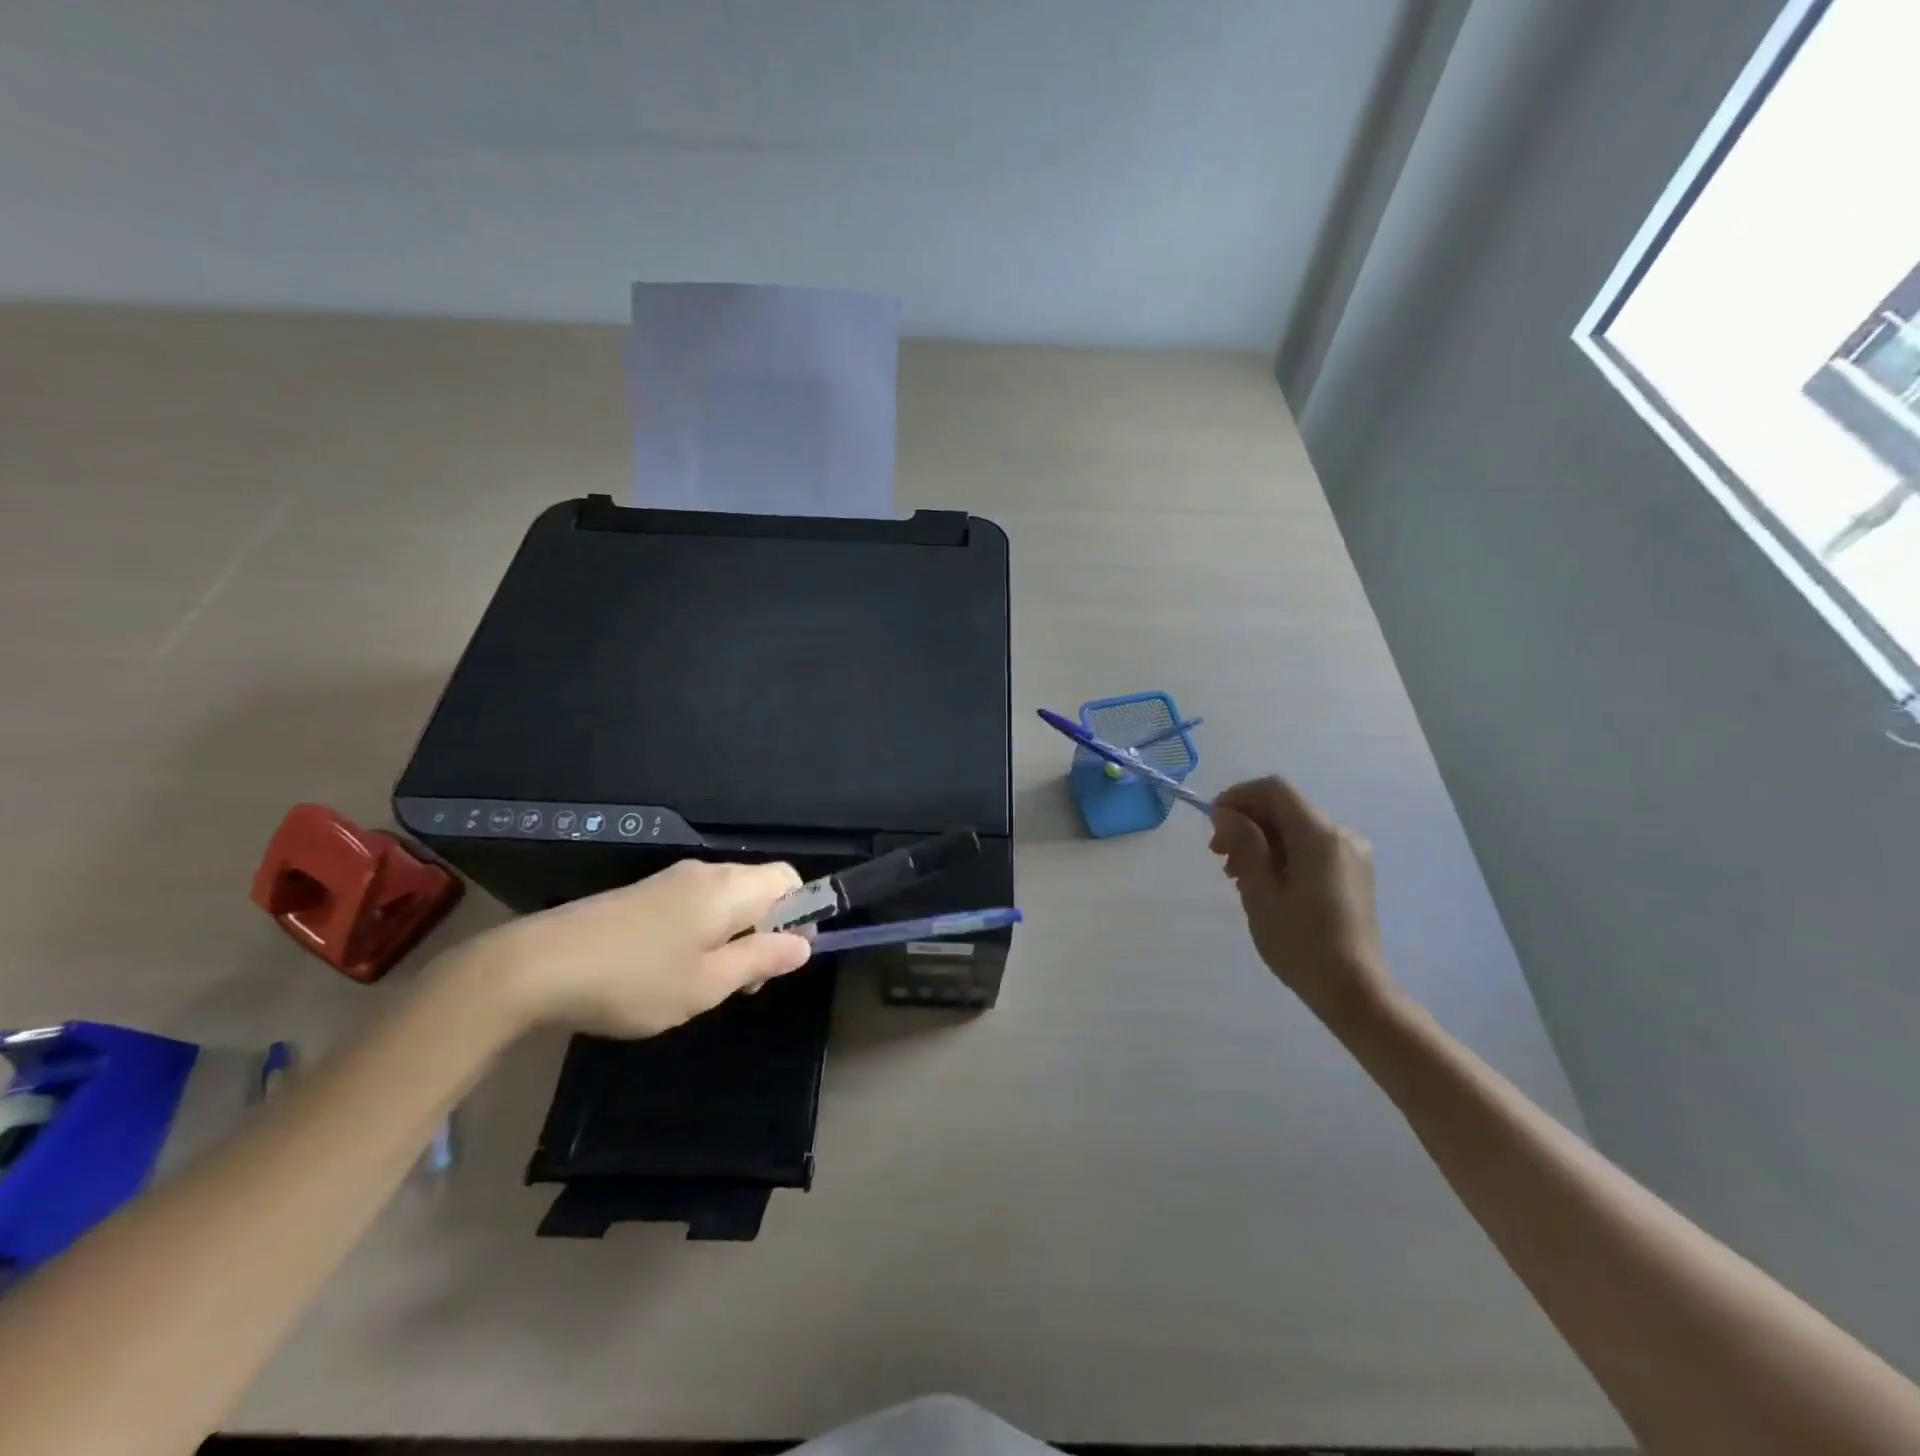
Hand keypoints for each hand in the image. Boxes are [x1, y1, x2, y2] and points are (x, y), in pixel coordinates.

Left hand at [449, 860, 813, 1037]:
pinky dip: (704, 932)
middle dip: (766, 931)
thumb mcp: (708, 983)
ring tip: (706, 983)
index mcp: (729, 887)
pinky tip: (673, 970)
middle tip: (743, 983)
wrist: (535, 967)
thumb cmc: (635, 979)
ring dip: (734, 936)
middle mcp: (706, 873)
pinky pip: (697, 905)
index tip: (781, 960)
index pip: (790, 879)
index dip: (801, 915)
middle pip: (760, 888)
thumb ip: (761, 960)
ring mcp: (671, 881)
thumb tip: (804, 945)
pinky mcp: (644, 894)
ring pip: (728, 900)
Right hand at [1208, 777, 1392, 1018]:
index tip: (1213, 823)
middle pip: (1285, 808)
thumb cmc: (1301, 942)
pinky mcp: (1352, 874)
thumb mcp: (1260, 892)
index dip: (1239, 796)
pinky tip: (1265, 884)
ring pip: (1295, 829)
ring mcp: (1351, 855)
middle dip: (1247, 822)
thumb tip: (1226, 813)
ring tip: (1237, 876)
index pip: (1274, 790)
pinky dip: (1282, 855)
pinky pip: (1310, 848)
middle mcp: (1341, 835)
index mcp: (1319, 835)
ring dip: (1261, 841)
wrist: (1354, 991)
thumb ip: (1243, 844)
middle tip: (1218, 856)